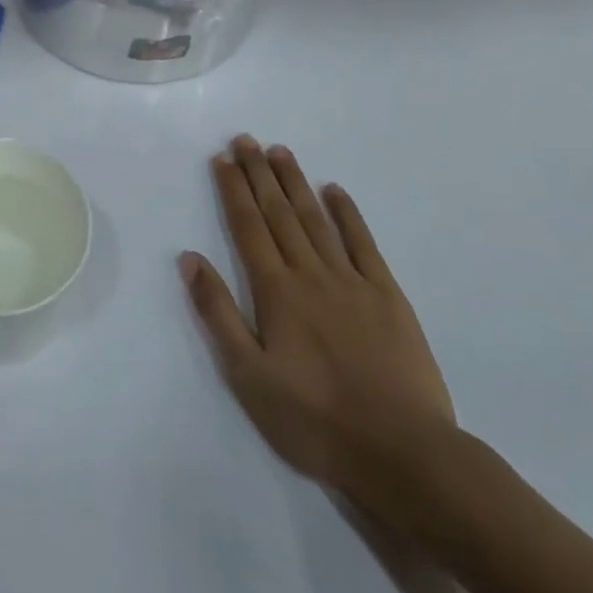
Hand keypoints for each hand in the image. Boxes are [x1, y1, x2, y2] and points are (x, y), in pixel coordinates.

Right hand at [180, 137, 458, 529]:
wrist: (402, 453)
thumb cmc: (314, 420)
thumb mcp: (248, 376)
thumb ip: (217, 312)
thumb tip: (190, 258)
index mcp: (275, 291)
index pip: (248, 227)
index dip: (233, 189)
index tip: (222, 158)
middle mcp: (310, 273)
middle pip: (279, 213)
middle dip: (259, 174)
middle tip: (246, 139)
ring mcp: (352, 281)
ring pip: (316, 219)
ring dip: (295, 183)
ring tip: (280, 152)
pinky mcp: (388, 296)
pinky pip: (364, 244)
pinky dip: (348, 214)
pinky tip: (336, 191)